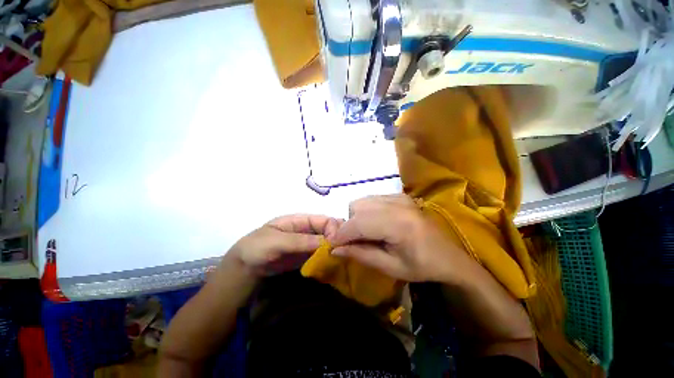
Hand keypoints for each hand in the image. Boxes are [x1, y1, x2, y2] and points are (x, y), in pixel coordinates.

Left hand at [227, 214, 341, 276]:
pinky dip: (329, 258)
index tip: (337, 243)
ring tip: (343, 258)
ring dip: (335, 248)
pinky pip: (322, 254)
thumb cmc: (258, 248)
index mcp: (301, 220)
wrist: (245, 269)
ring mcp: (308, 243)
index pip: (324, 219)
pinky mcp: (307, 256)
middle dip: (338, 238)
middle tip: (345, 250)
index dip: (333, 228)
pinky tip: (336, 264)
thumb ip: (301, 241)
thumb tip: (329, 242)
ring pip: (327, 242)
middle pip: (329, 230)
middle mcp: (307, 229)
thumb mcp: (277, 241)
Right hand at [329, 194, 465, 282]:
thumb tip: (334, 249)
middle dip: (348, 226)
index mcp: (399, 224)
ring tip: (364, 234)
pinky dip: (366, 211)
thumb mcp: (391, 267)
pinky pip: (372, 199)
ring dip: (356, 217)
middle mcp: (397, 204)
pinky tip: (375, 224)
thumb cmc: (422, 267)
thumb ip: (361, 254)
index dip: (341, 234)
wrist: (450, 257)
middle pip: (357, 208)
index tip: (331, 245)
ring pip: (362, 201)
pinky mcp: (400, 195)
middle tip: (351, 242)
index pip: (359, 224)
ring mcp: (399, 196)